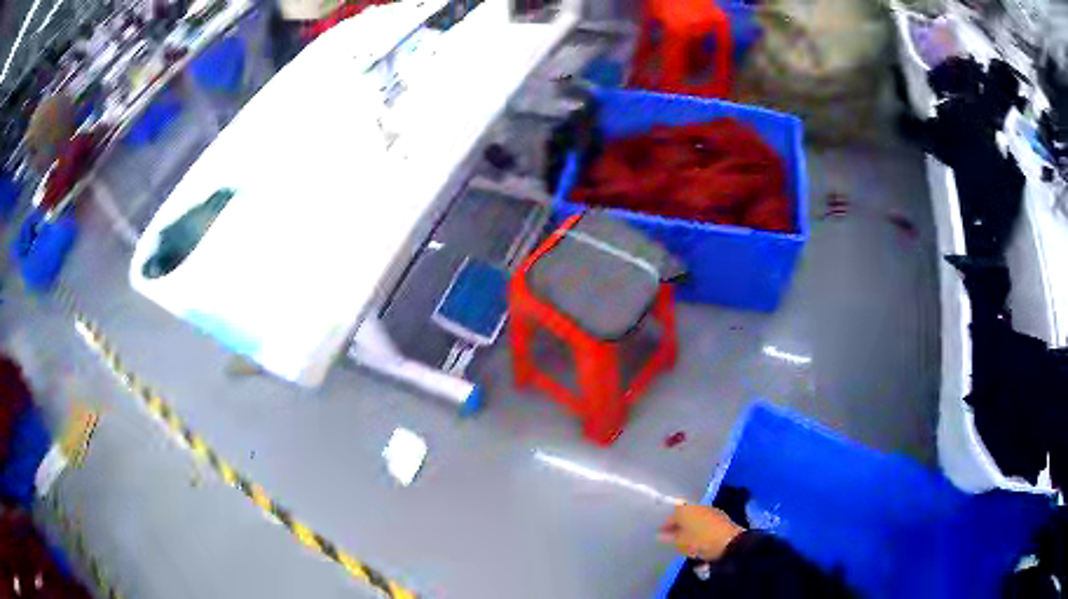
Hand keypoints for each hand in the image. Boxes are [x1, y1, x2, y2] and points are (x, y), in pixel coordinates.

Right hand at [658, 504, 744, 560]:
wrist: (730, 542)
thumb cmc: (701, 541)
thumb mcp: (681, 542)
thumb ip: (669, 537)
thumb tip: (660, 534)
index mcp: (686, 510)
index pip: (671, 515)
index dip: (665, 525)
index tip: (661, 534)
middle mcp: (698, 507)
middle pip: (684, 515)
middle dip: (678, 525)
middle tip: (672, 538)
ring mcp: (710, 511)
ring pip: (695, 518)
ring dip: (689, 527)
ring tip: (685, 541)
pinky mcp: (720, 517)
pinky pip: (704, 521)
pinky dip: (699, 528)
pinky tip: (698, 539)